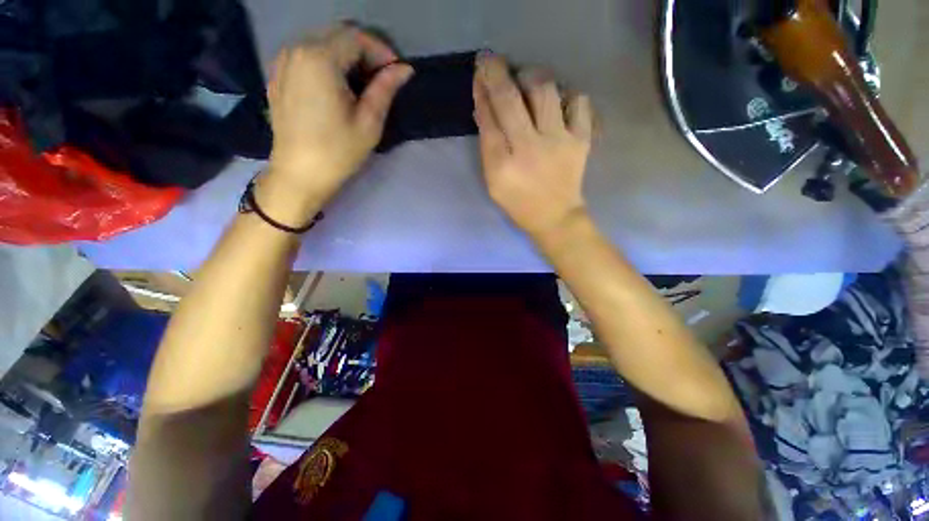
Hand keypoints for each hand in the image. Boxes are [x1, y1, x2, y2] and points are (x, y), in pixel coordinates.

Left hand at [261, 25, 413, 221]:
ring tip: (361, 84)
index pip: (356, 37)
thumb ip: (385, 89)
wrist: (299, 174)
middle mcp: (296, 49)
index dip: (381, 51)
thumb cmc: (338, 152)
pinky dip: (327, 63)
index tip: (396, 73)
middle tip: (382, 79)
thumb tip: (405, 69)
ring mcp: (283, 61)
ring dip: (346, 57)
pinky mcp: (278, 75)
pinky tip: (337, 87)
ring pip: (321, 43)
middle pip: (338, 35)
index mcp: (319, 59)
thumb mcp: (369, 122)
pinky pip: (306, 55)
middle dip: (364, 51)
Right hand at [473, 53, 593, 239]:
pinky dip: (567, 96)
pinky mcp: (580, 140)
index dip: (482, 92)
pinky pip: (578, 101)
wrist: (555, 217)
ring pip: (544, 90)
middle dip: (496, 73)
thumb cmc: (519, 204)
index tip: (479, 75)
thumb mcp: (493, 183)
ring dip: (530, 77)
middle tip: (491, 62)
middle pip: (510, 99)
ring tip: (525, 81)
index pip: (488, 119)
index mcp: (502, 165)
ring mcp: (558, 141)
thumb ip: (487, 148)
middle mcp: (529, 148)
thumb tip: (484, 111)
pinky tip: (558, 104)